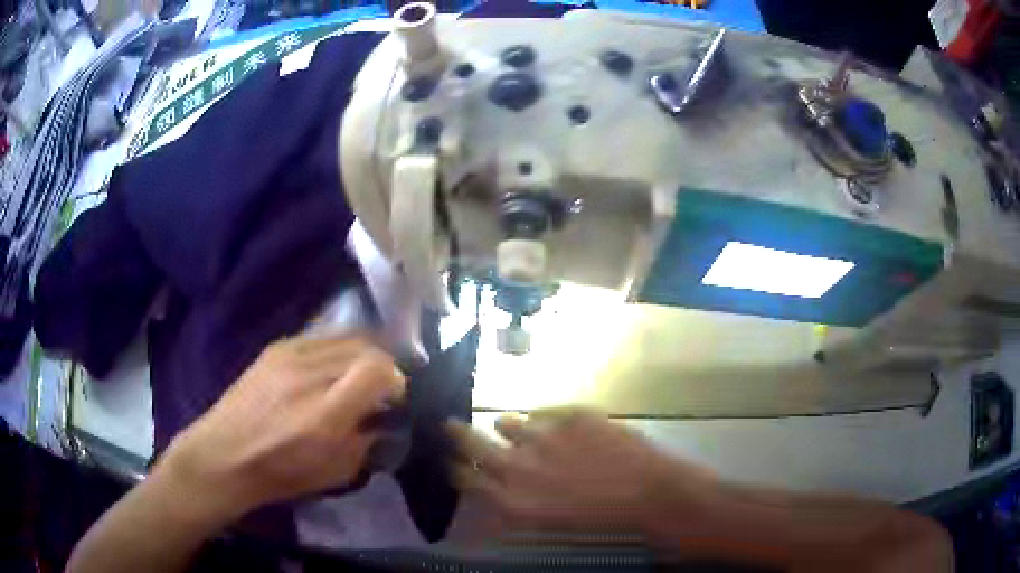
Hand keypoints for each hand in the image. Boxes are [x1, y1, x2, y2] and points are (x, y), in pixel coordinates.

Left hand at [156, 336, 404, 522]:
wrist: (225, 454)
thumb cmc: (281, 473)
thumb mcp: (336, 473)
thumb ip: (367, 442)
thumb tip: (383, 419)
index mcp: (326, 413)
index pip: (378, 370)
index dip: (395, 380)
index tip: (393, 398)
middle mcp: (309, 375)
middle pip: (366, 348)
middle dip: (382, 367)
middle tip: (378, 389)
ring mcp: (290, 355)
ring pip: (345, 337)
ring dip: (361, 355)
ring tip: (356, 376)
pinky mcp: (276, 348)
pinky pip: (320, 337)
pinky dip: (337, 349)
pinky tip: (330, 368)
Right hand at [448, 408, 716, 532]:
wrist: (649, 494)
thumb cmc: (600, 520)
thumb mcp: (548, 523)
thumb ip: (514, 506)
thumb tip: (495, 492)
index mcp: (512, 499)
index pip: (465, 478)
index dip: (456, 468)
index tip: (451, 462)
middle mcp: (519, 465)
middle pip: (472, 443)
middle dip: (457, 435)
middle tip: (450, 426)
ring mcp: (545, 436)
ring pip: (507, 422)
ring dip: (508, 427)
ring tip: (513, 428)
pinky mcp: (571, 415)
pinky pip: (544, 411)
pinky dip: (545, 419)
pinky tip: (554, 425)